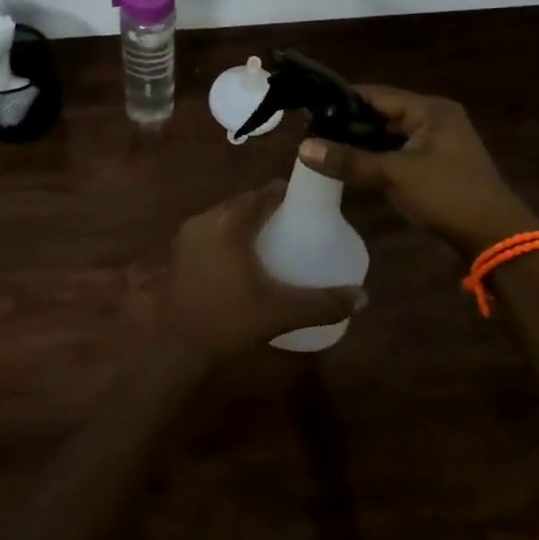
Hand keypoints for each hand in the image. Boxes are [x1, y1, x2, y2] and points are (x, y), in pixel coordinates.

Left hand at [162, 182, 362, 364]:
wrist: (175, 346)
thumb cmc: (228, 320)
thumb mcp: (280, 311)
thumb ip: (323, 303)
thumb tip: (363, 298)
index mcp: (230, 222)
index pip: (265, 193)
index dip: (288, 194)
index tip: (310, 205)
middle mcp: (206, 219)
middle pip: (244, 202)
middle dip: (269, 208)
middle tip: (296, 225)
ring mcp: (188, 235)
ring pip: (225, 216)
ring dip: (248, 222)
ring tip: (274, 240)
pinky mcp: (179, 252)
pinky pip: (211, 231)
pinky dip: (230, 236)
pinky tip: (244, 258)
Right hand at [298, 86, 538, 256]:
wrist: (495, 238)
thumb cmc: (448, 196)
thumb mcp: (396, 176)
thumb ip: (350, 161)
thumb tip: (303, 148)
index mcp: (430, 110)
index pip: (376, 94)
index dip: (342, 100)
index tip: (308, 108)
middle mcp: (434, 119)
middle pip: (381, 113)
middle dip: (348, 123)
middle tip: (309, 131)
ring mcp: (435, 143)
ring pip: (388, 135)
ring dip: (360, 142)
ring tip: (321, 146)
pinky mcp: (434, 165)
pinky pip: (396, 152)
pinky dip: (375, 157)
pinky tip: (349, 164)